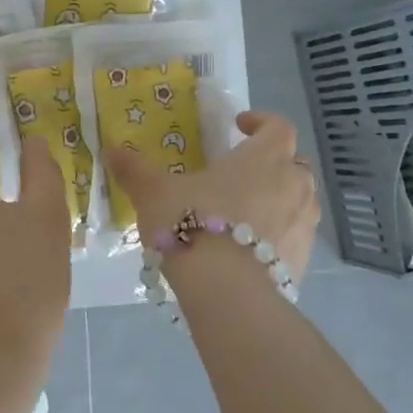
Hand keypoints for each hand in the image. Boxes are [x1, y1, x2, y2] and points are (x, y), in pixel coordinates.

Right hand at [104, 110, 322, 279]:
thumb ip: (134, 170)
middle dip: (273, 162)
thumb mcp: (153, 193)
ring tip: (247, 210)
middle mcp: (292, 185)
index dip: (261, 121)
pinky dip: (278, 234)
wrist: (227, 291)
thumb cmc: (192, 225)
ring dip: (279, 198)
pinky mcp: (302, 260)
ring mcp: (303, 224)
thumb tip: (110, 150)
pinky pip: (295, 236)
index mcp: (263, 158)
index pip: (278, 126)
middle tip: (242, 171)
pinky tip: (250, 249)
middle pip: (294, 163)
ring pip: (300, 200)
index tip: (239, 125)